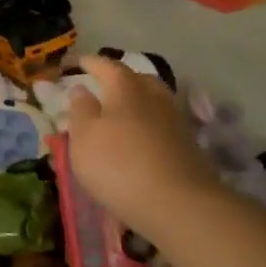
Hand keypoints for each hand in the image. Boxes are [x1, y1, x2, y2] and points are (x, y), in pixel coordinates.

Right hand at [65, 55, 222, 233]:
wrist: (178, 203)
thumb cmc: (118, 165)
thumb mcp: (84, 138)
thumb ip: (80, 110)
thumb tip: (81, 89)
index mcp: (125, 88)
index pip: (106, 66)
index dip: (91, 63)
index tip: (78, 63)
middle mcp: (153, 96)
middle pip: (137, 78)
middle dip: (119, 78)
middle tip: (103, 85)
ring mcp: (174, 120)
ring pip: (154, 99)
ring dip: (137, 100)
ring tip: (121, 111)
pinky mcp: (187, 144)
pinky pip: (162, 122)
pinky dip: (149, 122)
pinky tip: (140, 136)